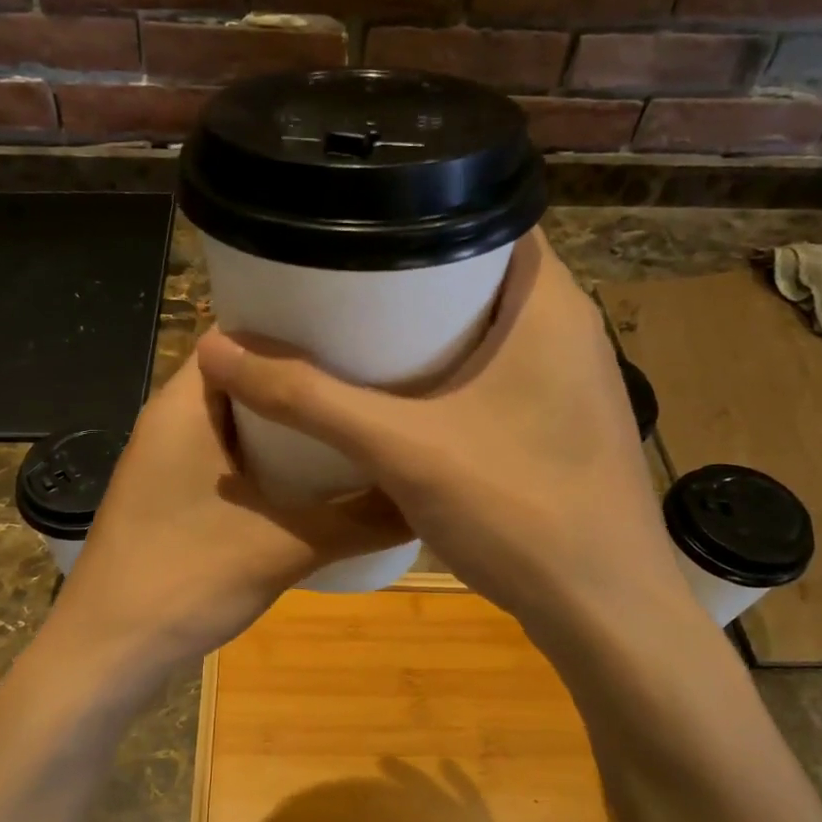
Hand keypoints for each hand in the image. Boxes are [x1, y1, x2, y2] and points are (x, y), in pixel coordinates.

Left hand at [47, 351, 408, 679]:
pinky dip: (272, 458)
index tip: (357, 328)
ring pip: (240, 420)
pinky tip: (320, 475)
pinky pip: (232, 456)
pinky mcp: (176, 495)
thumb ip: (361, 520)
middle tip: (373, 374)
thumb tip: (428, 497)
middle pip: (245, 375)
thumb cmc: (185, 579)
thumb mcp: (286, 547)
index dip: (296, 327)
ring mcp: (172, 460)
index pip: (239, 333)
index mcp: (185, 405)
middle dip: (303, 376)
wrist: (108, 653)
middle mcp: (174, 420)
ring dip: (290, 421)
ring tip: (357, 416)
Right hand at [195, 232, 694, 643]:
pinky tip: (401, 398)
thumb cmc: (517, 509)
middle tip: (336, 280)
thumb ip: (308, 399)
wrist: (605, 612)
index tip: (354, 224)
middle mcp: (569, 328)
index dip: (418, 210)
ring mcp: (571, 380)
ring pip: (488, 328)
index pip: (487, 215)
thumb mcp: (401, 447)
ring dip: (428, 328)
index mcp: (548, 302)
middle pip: (478, 273)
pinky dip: (450, 372)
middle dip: (409, 274)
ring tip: (354, 330)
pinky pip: (497, 373)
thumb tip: (217, 350)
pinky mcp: (562, 424)